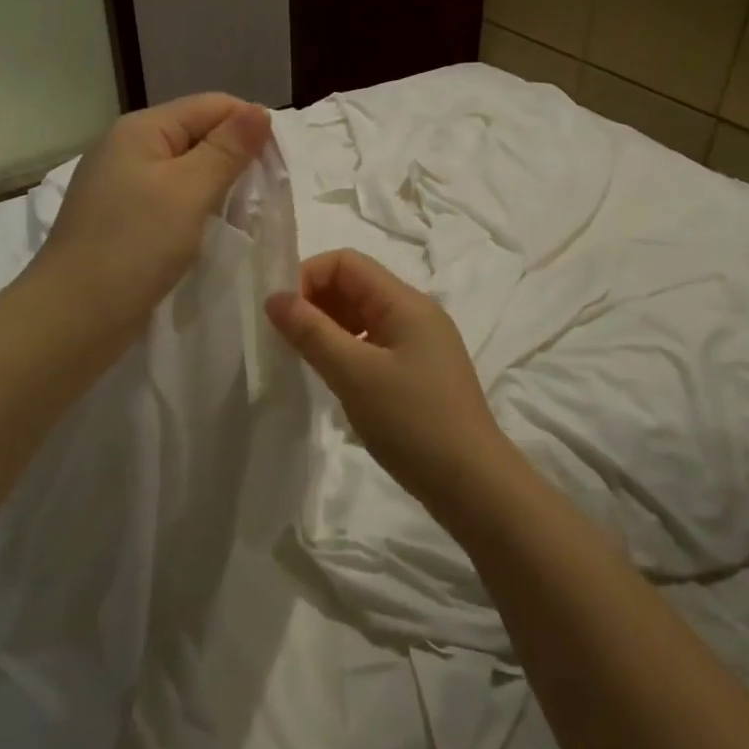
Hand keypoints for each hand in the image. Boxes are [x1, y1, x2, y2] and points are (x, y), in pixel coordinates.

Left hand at [35, 93, 271, 345]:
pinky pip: (167, 200)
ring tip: (242, 216)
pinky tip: (207, 231)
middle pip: (196, 135)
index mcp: (141, 129)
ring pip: (183, 171)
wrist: (72, 317)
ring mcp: (118, 185)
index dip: (249, 127)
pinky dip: (193, 210)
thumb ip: (227, 149)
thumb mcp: (189, 191)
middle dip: (233, 159)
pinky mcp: (118, 219)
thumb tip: (259, 110)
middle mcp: (126, 148)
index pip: (211, 106)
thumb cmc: (135, 246)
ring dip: (215, 188)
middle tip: (263, 197)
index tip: (278, 166)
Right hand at [266, 250, 509, 518]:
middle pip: (355, 285)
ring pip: (362, 316)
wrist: (474, 485)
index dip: (308, 276)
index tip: (279, 312)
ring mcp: (420, 343)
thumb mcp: (355, 374)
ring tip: (302, 357)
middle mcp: (415, 313)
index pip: (347, 263)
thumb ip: (311, 331)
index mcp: (405, 302)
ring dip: (328, 327)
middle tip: (284, 337)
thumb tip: (274, 297)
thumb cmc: (413, 422)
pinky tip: (332, 376)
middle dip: (315, 301)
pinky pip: (373, 344)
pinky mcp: (419, 372)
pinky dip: (346, 350)